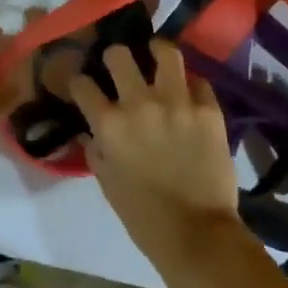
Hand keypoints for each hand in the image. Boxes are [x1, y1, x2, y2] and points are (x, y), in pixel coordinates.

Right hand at [70, 40, 245, 272]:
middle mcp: (140, 103)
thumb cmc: (145, 217)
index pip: (82, 84)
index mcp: (110, 124)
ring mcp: (177, 102)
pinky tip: (189, 93)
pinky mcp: (208, 109)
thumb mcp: (108, 184)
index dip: (79, 82)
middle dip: (115, 57)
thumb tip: (91, 132)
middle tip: (121, 65)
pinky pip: (199, 81)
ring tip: (158, 56)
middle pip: (119, 55)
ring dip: (158, 53)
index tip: (84, 85)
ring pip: (165, 52)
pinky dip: (192, 86)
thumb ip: (96, 151)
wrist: (198, 236)